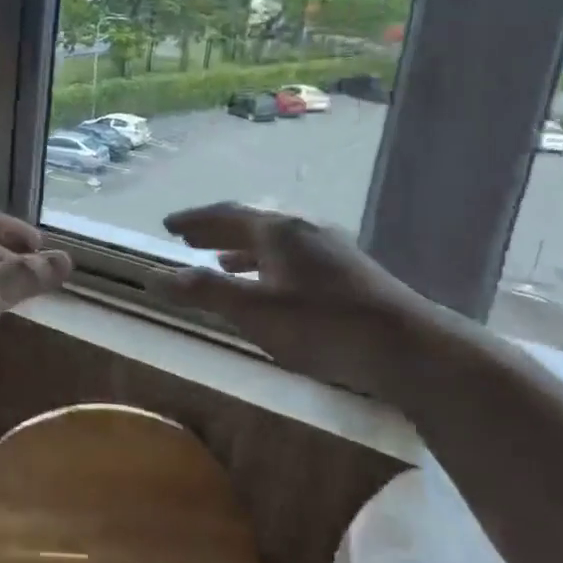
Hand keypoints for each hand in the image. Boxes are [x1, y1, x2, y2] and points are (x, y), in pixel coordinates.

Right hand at [148, 202, 446, 402]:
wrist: (408, 347)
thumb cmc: (322, 324)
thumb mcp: (254, 310)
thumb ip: (204, 292)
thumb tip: (155, 278)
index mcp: (277, 230)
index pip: (224, 215)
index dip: (193, 220)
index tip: (167, 225)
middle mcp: (303, 230)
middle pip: (249, 224)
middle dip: (214, 231)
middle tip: (185, 237)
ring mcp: (329, 249)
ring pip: (273, 243)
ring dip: (240, 249)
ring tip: (218, 262)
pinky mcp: (347, 272)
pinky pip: (292, 258)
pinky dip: (267, 266)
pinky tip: (269, 286)